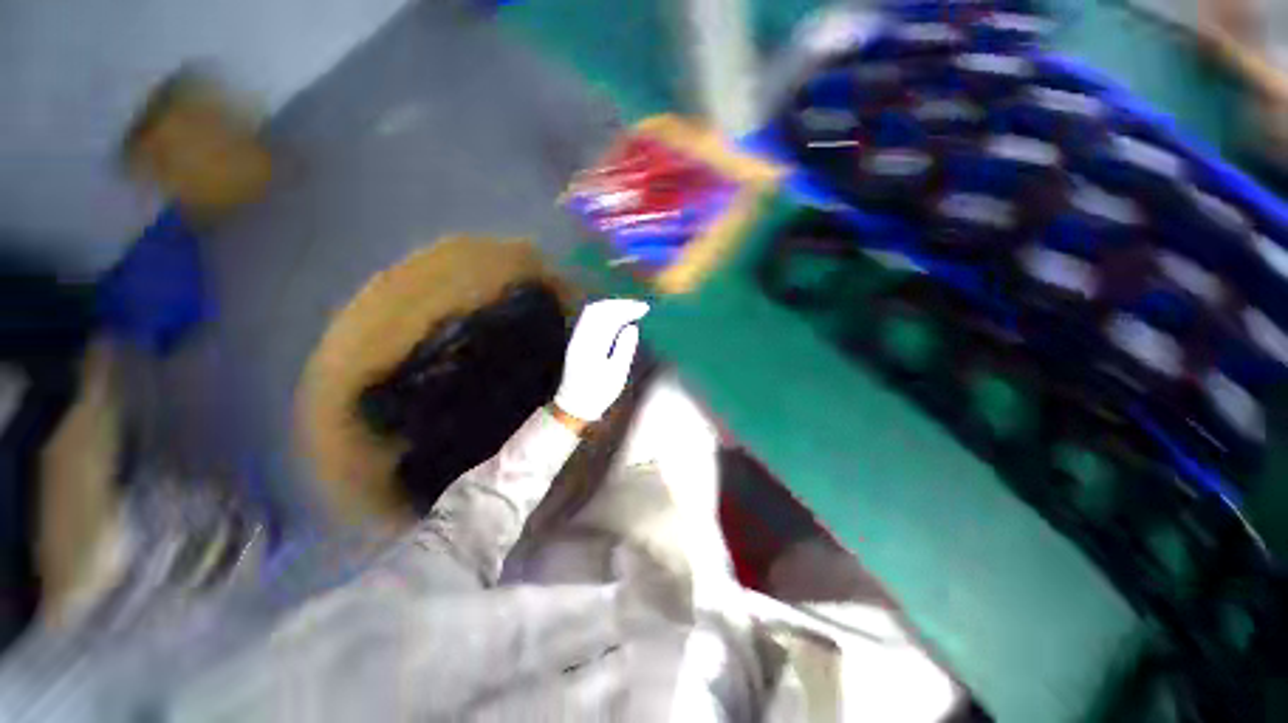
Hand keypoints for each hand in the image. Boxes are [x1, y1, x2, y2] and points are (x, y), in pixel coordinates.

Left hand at [553, 298, 649, 423]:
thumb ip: (625, 348)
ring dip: (610, 306)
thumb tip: (632, 327)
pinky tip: (615, 316)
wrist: (573, 405)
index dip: (627, 309)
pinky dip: (603, 312)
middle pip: (597, 309)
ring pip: (591, 312)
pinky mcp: (575, 341)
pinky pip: (588, 319)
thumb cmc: (598, 393)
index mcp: (591, 345)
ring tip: (629, 308)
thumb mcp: (616, 374)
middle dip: (619, 304)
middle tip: (638, 305)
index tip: (644, 308)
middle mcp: (580, 338)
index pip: (609, 318)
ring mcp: (575, 338)